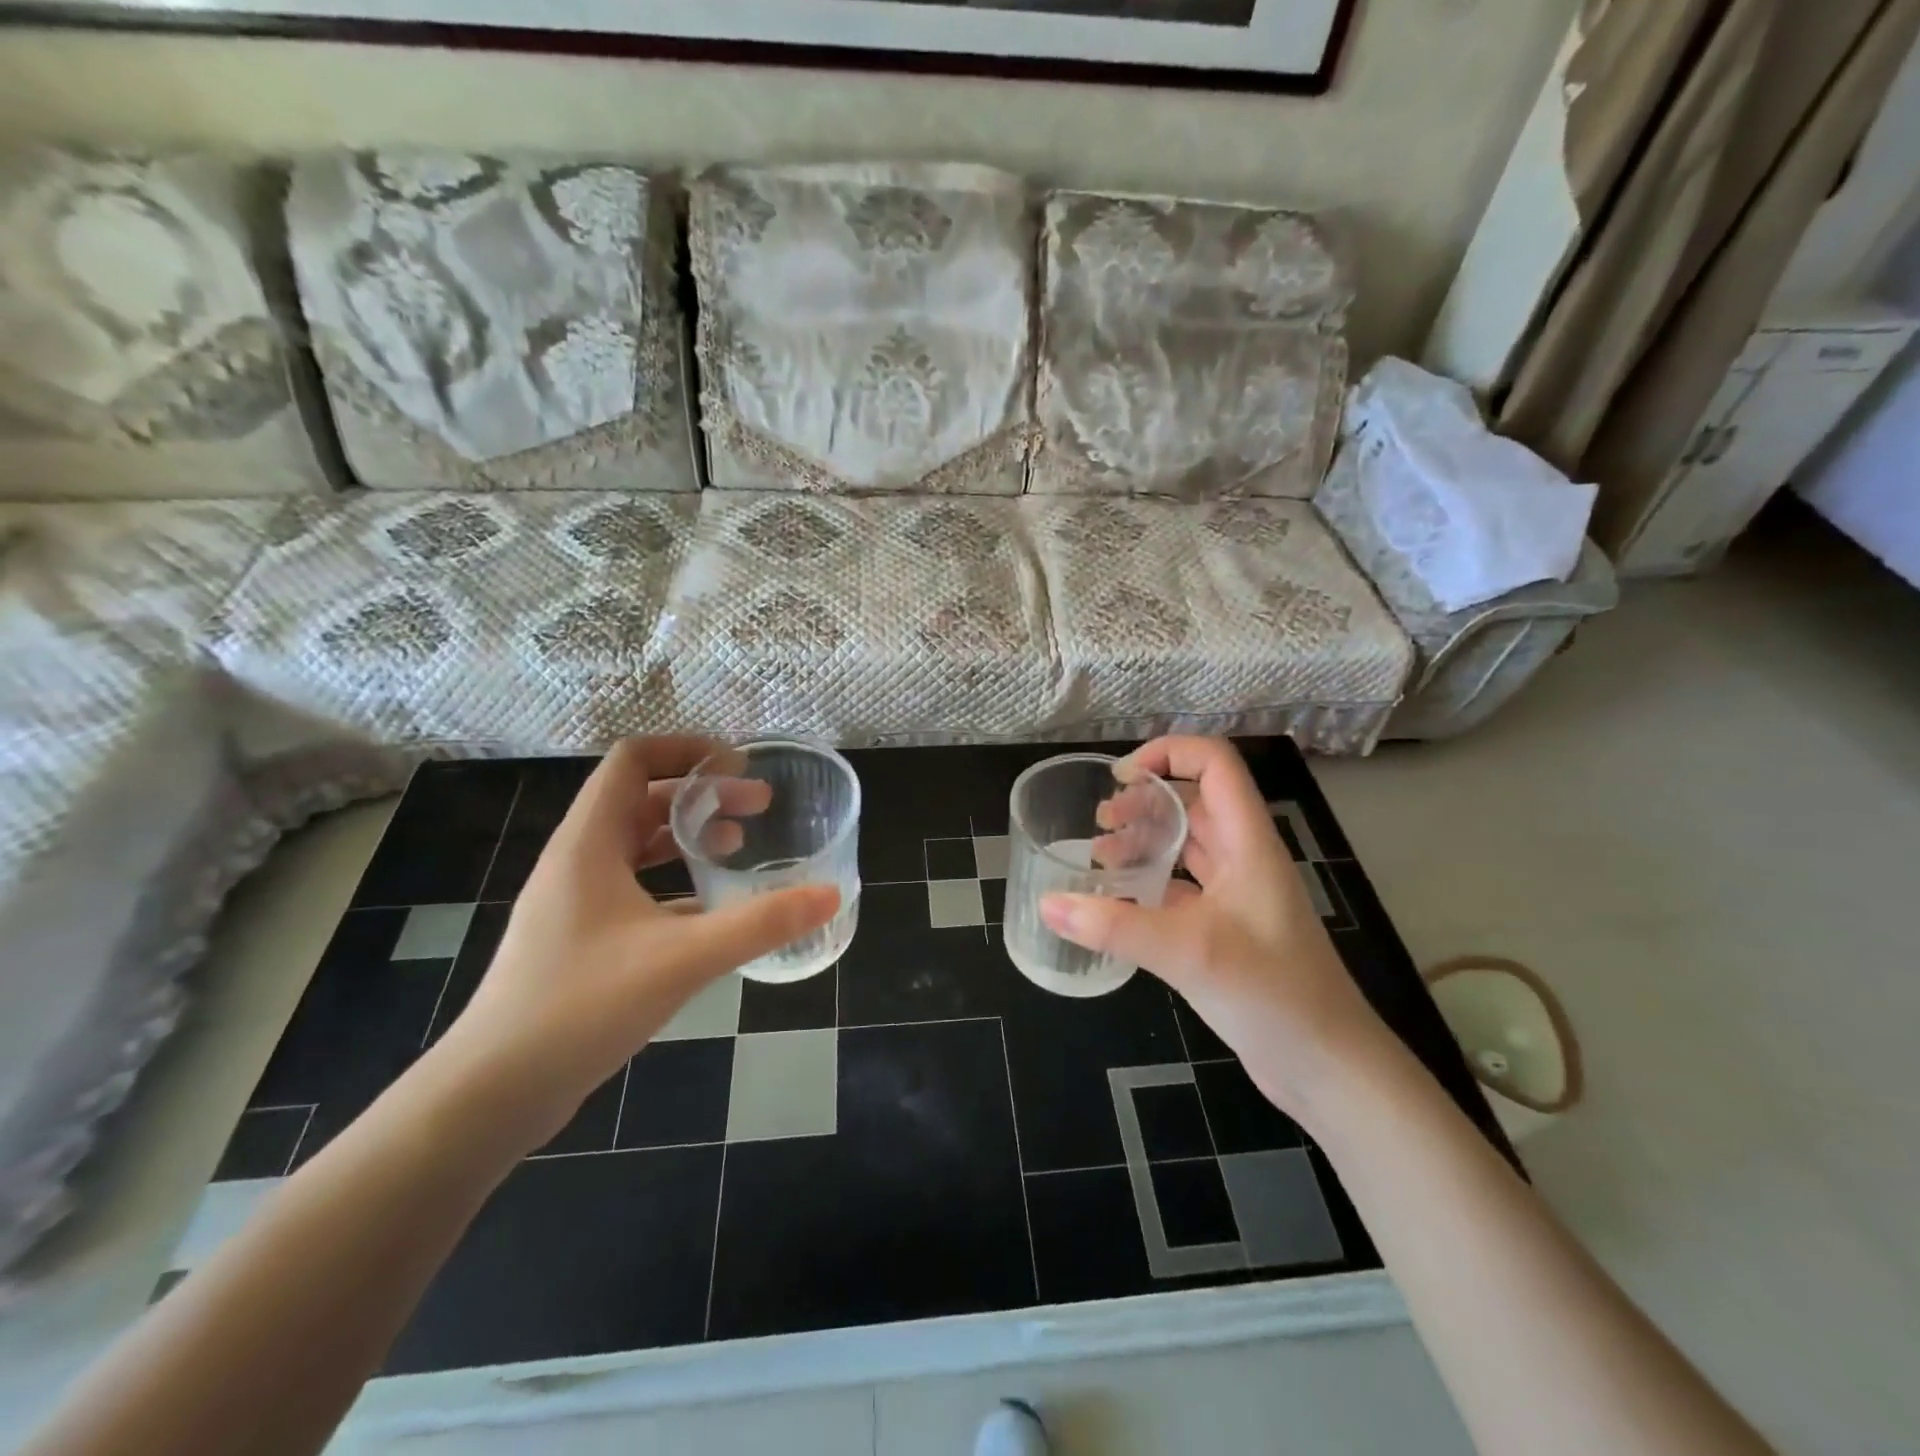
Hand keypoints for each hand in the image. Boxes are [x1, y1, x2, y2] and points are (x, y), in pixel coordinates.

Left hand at [427, 738, 838, 1153]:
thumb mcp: (682, 958)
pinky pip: (634, 888)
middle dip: (702, 795)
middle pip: (641, 799)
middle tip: (759, 808)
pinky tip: (711, 910)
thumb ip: (760, 923)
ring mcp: (575, 902)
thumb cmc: (581, 1006)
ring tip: (738, 847)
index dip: (686, 749)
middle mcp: (578, 861)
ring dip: (687, 836)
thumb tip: (829, 895)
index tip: (738, 766)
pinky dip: (674, 882)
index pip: (632, 760)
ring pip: (637, 845)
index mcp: (588, 843)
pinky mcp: (580, 939)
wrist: (492, 1094)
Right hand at [1041, 736, 1393, 1125]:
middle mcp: (1244, 858)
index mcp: (1248, 842)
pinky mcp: (1227, 929)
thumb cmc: (1271, 993)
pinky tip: (1117, 903)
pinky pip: (1182, 888)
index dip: (1171, 752)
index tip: (1122, 777)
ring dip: (1146, 841)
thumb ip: (1114, 926)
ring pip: (1187, 846)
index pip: (1216, 764)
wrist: (1327, 1068)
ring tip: (1100, 856)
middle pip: (1194, 802)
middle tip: (1101, 821)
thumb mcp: (1188, 952)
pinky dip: (1149, 884)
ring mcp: (1238, 895)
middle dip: (1145, 800)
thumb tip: (1047, 903)